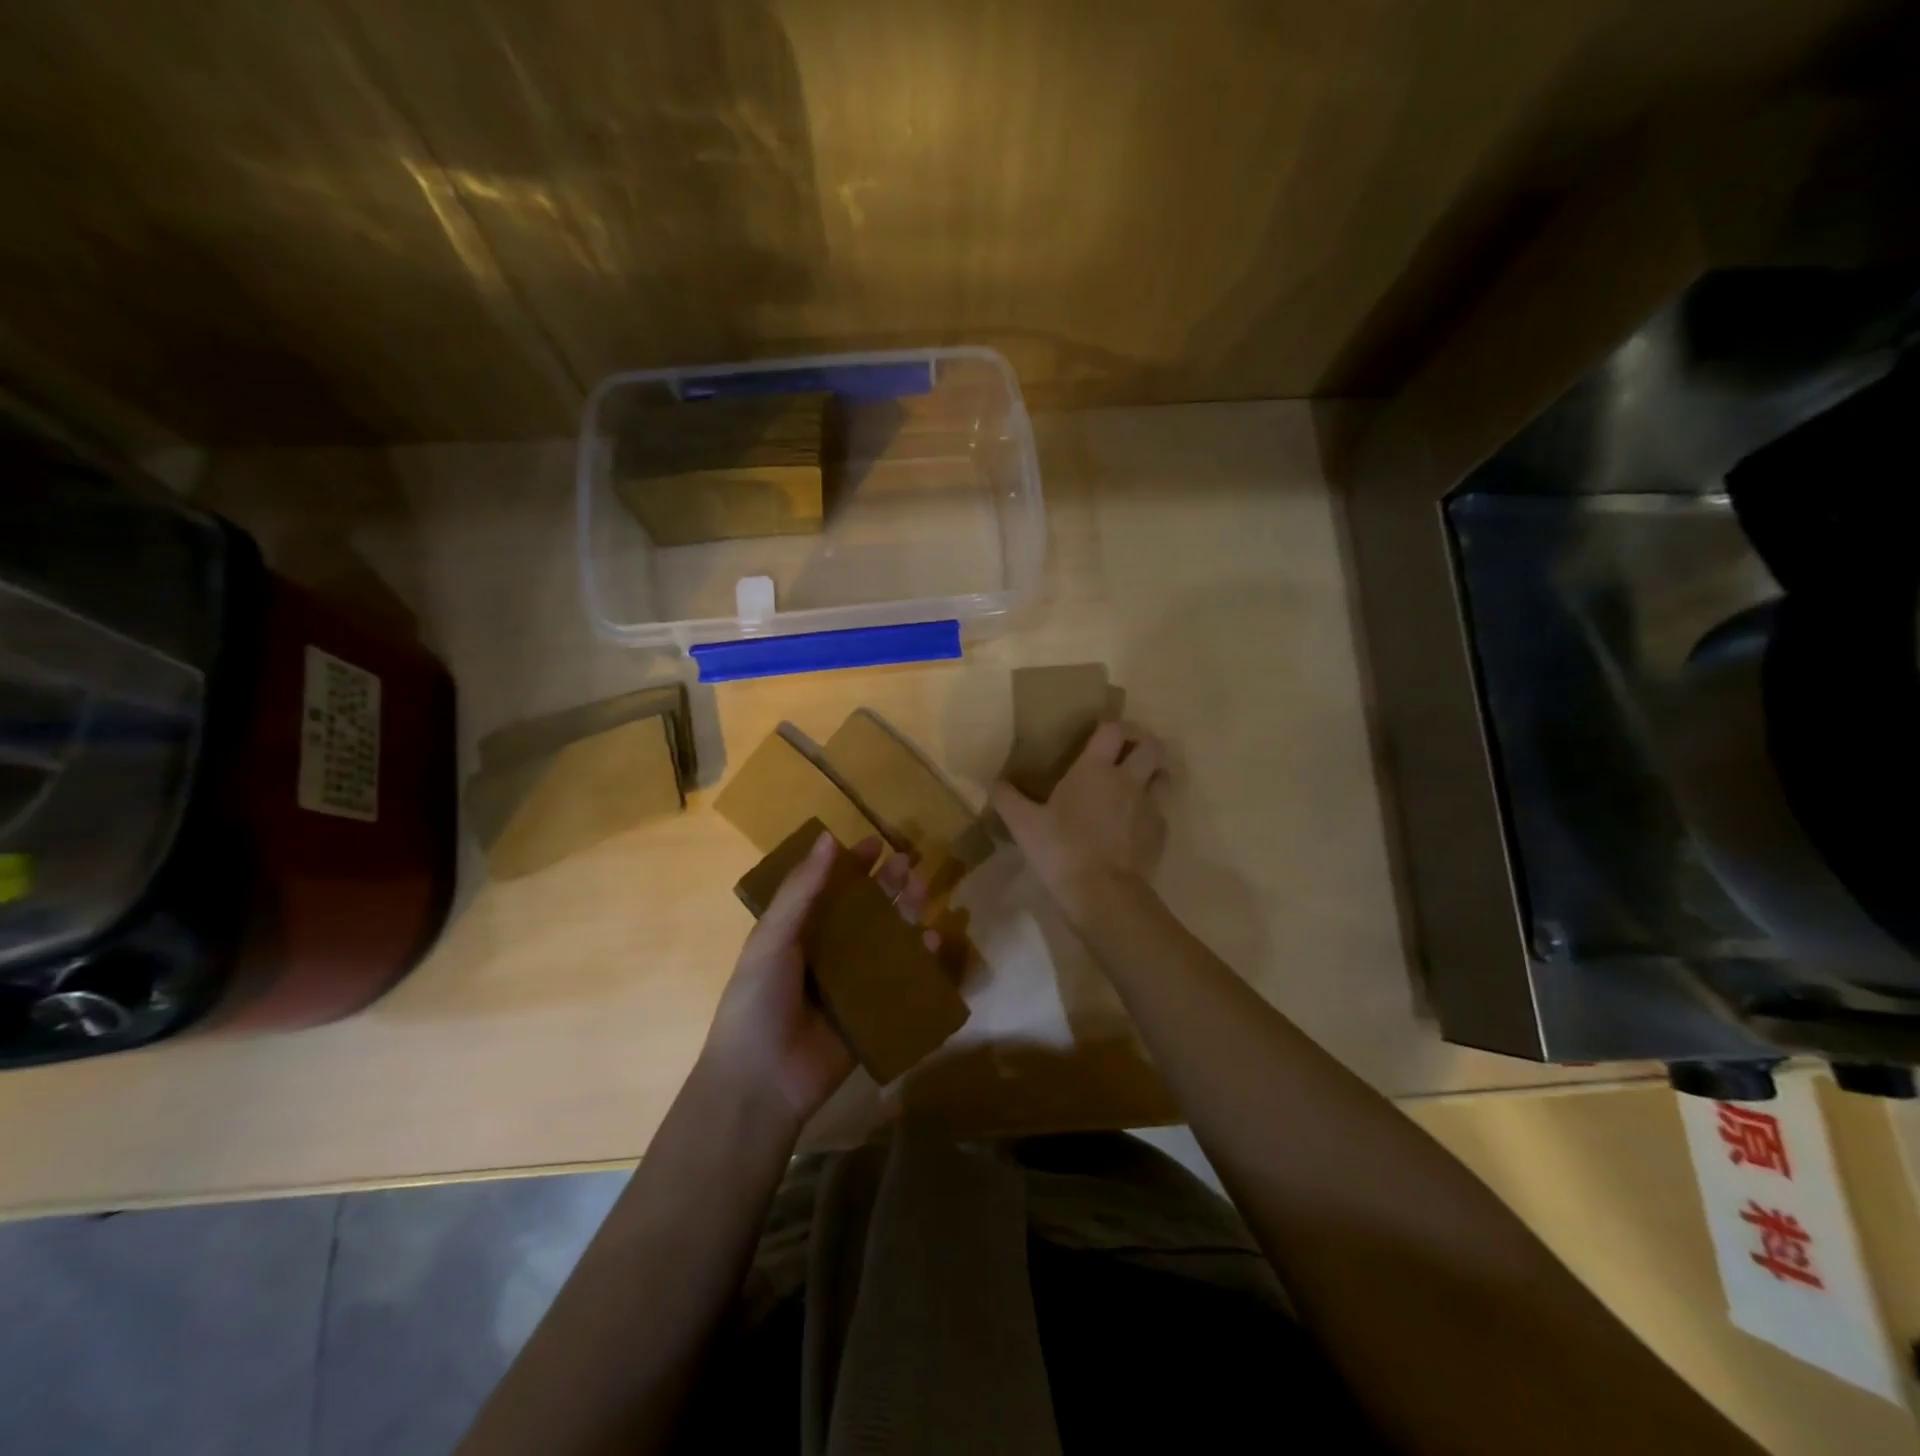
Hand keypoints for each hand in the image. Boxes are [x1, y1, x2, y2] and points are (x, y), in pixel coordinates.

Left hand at [702, 831, 933, 1126]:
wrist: (762, 1081)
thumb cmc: (759, 999)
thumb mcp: (774, 937)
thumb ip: (802, 889)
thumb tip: (828, 836)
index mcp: (798, 933)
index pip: (829, 889)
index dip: (852, 865)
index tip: (877, 843)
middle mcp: (827, 953)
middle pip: (864, 911)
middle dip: (887, 886)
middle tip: (909, 864)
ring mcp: (851, 984)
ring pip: (886, 941)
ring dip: (906, 915)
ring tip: (923, 893)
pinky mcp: (873, 1013)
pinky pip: (901, 981)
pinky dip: (920, 961)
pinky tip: (934, 942)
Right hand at [991, 719, 1168, 917]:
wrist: (1103, 893)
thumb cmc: (1060, 850)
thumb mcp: (1023, 824)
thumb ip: (1007, 798)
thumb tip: (989, 781)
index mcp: (1095, 769)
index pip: (1113, 729)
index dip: (1110, 725)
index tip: (1100, 732)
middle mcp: (1128, 780)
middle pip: (1152, 746)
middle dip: (1142, 743)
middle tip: (1126, 752)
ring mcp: (1150, 806)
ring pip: (1164, 776)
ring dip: (1154, 774)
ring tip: (1137, 783)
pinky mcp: (1160, 833)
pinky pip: (1161, 811)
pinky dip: (1151, 811)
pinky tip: (1134, 825)